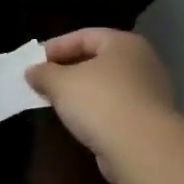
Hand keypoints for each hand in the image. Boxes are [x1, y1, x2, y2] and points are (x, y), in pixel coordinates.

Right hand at [27, 29, 175, 179]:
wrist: (141, 148)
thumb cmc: (99, 102)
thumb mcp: (60, 83)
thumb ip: (43, 73)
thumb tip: (33, 72)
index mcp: (124, 43)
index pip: (84, 36)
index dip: (56, 46)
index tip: (34, 62)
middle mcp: (142, 62)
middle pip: (98, 59)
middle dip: (68, 68)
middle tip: (44, 80)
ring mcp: (150, 91)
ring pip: (107, 84)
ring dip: (82, 91)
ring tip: (57, 101)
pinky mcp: (150, 119)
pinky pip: (115, 106)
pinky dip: (96, 109)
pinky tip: (79, 120)